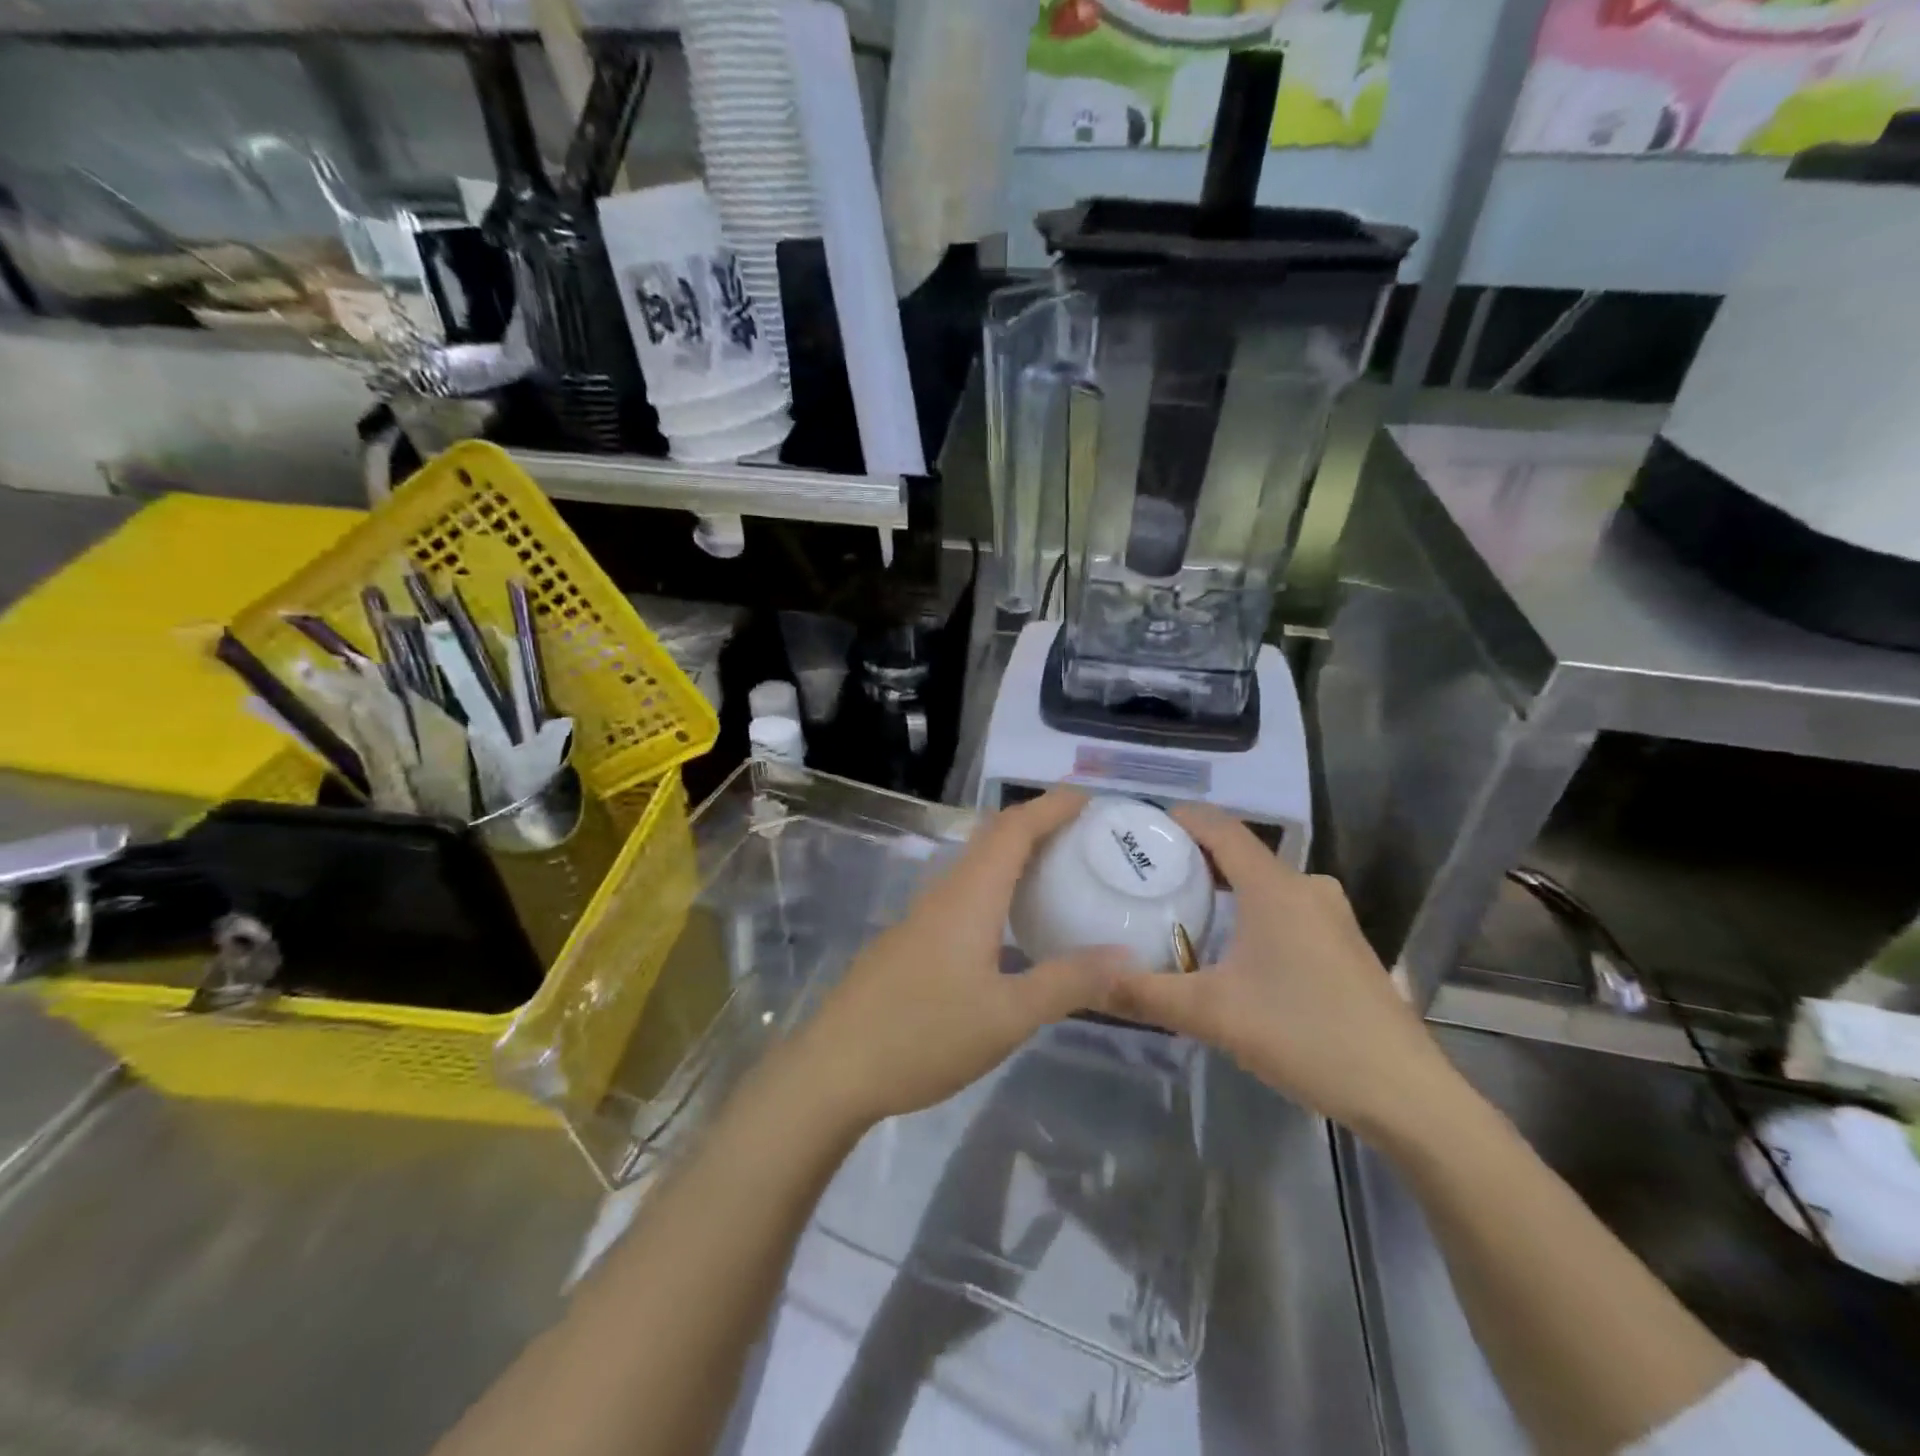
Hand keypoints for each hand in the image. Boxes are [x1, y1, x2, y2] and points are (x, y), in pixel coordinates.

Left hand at [791, 789, 1128, 1128]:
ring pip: (975, 867)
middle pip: (992, 839)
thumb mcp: (1007, 1016)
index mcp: (969, 897)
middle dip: (1036, 824)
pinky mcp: (912, 941)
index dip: (1050, 807)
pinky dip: (996, 888)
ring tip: (1057, 871)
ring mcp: (923, 917)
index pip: (1013, 830)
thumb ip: (1067, 983)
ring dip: (1015, 856)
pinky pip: (964, 895)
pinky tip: (1011, 925)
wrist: (835, 1068)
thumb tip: (1126, 957)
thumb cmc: (924, 1036)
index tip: (1088, 799)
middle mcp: (944, 894)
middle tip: (1083, 833)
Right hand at [1105, 805, 1459, 1138]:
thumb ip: (1146, 994)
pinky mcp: (1344, 945)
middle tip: (1144, 876)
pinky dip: (1250, 912)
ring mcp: (1332, 916)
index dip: (1179, 818)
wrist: (1405, 1094)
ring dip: (1222, 888)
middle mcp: (1307, 888)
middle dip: (1192, 858)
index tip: (1138, 828)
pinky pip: (1285, 909)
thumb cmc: (1305, 1035)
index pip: (1220, 827)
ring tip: (1178, 910)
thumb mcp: (1213, 1015)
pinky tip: (1230, 950)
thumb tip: (1089, 982)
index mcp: (1275, 887)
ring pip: (1264, 883)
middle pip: (1240, 853)